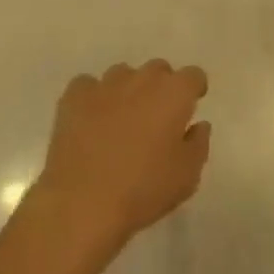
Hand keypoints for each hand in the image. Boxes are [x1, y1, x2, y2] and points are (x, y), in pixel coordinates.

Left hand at [34, 62, 210, 254]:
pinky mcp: (75, 96)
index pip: (193, 76)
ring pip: (124, 75)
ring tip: (121, 122)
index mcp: (174, 93)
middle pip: (158, 70)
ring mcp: (106, 84)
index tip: (190, 107)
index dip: (194, 89)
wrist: (82, 203)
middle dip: (161, 88)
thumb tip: (198, 125)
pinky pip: (88, 86)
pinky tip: (90, 122)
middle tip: (156, 119)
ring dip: (128, 91)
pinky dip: (93, 99)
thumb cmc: (143, 190)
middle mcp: (142, 79)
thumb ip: (198, 144)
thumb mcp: (187, 177)